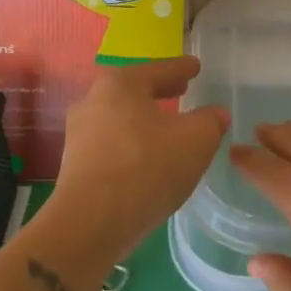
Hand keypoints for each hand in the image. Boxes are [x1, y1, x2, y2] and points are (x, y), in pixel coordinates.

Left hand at [47, 57, 228, 263]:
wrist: (91, 224)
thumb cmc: (147, 167)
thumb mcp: (196, 140)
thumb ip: (210, 121)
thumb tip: (216, 114)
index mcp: (121, 84)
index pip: (160, 69)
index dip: (182, 68)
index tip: (195, 66)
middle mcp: (93, 101)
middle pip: (135, 91)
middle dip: (160, 92)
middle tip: (182, 90)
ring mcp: (79, 135)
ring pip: (121, 118)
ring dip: (144, 121)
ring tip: (167, 128)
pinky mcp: (75, 166)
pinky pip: (112, 145)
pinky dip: (132, 145)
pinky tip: (148, 159)